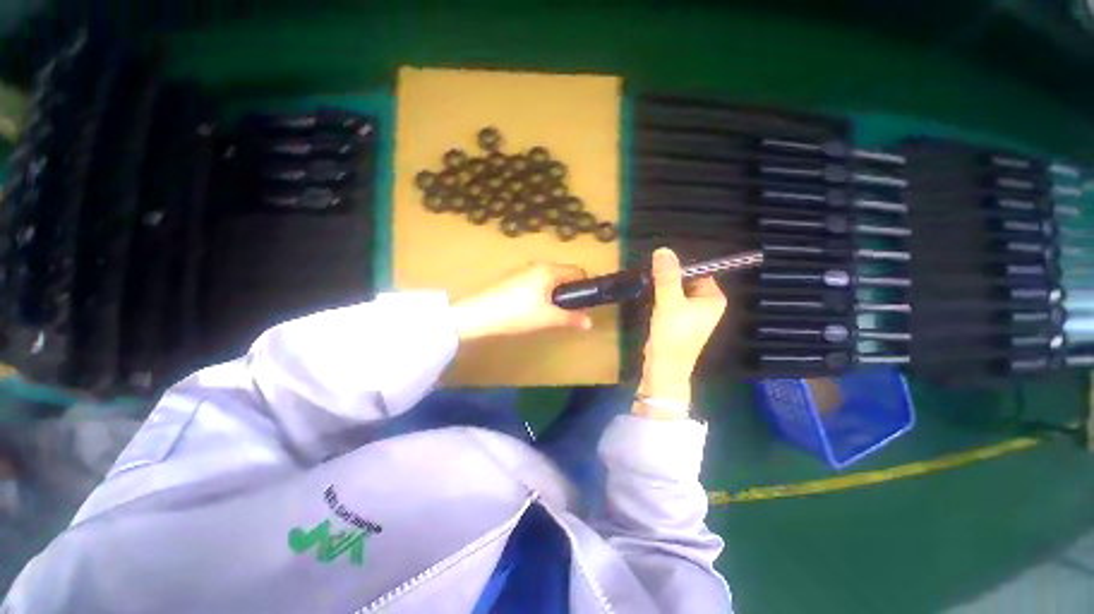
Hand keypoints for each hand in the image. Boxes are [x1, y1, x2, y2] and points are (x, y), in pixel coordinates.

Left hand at [451, 262, 593, 340]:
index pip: (577, 271)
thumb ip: (570, 318)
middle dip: (568, 291)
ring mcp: (523, 269)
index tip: (585, 303)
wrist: (477, 313)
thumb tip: (590, 323)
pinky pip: (535, 281)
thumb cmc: (516, 313)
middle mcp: (537, 264)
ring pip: (548, 278)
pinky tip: (530, 308)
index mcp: (549, 270)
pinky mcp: (512, 277)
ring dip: (553, 292)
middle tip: (567, 311)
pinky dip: (540, 291)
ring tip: (548, 312)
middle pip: (562, 274)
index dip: (585, 286)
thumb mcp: (547, 318)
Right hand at [637, 248, 727, 408]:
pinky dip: (660, 296)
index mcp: (713, 298)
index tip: (658, 265)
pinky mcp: (678, 319)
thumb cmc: (672, 335)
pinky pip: (670, 299)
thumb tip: (663, 250)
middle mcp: (706, 303)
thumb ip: (667, 276)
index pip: (699, 271)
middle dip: (668, 277)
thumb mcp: (670, 302)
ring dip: (661, 286)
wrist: (663, 367)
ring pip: (675, 289)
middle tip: (649, 276)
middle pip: (686, 279)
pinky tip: (648, 297)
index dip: (679, 267)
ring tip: (646, 285)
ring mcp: (692, 312)